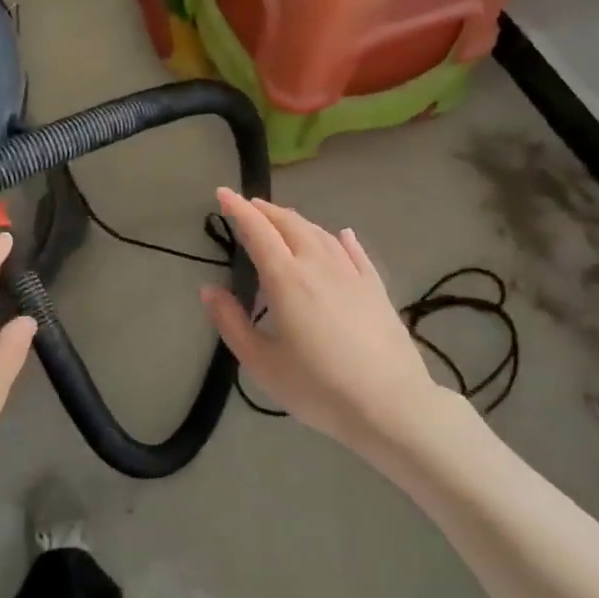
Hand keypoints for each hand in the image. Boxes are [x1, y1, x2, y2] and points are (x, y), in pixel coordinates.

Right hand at [202, 189, 459, 455]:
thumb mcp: (262, 363)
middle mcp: (318, 264)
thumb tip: (208, 290)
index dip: (238, 209)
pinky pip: (354, 252)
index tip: (223, 193)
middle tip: (248, 206)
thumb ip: (231, 323)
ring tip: (282, 220)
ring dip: (297, 221)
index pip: (258, 231)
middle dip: (266, 211)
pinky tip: (341, 234)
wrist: (390, 405)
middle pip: (290, 224)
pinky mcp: (376, 288)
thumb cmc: (318, 387)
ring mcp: (352, 274)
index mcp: (286, 279)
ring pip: (321, 233)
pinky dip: (340, 238)